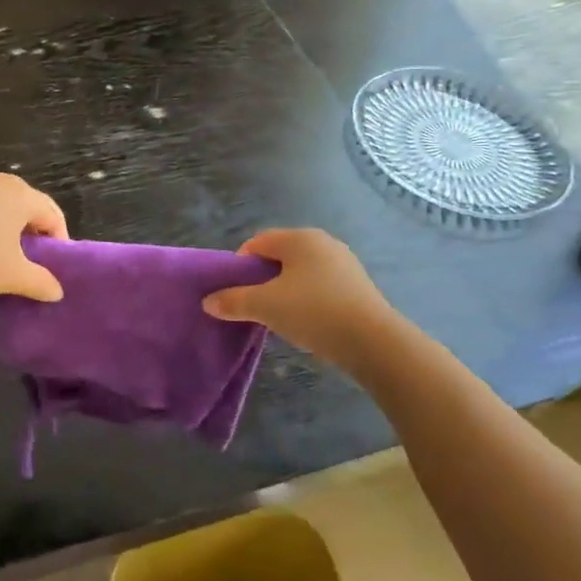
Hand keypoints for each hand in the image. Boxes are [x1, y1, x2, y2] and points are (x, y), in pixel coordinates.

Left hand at [0, 170, 67, 302]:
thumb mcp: (11, 276)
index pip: (53, 214)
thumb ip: (41, 282)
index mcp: (20, 193)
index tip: (53, 269)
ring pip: (3, 204)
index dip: (59, 242)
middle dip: (35, 234)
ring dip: (10, 229)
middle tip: (31, 264)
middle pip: (29, 205)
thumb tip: (57, 292)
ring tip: (3, 257)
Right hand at [203, 229, 395, 363]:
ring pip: (301, 272)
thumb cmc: (313, 312)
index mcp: (299, 238)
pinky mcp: (358, 286)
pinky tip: (307, 323)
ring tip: (280, 318)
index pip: (257, 242)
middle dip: (263, 279)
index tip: (236, 293)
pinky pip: (321, 286)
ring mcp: (344, 263)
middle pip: (280, 256)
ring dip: (285, 291)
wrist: (372, 342)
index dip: (240, 266)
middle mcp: (323, 242)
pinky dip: (307, 299)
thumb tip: (208, 302)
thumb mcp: (265, 306)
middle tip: (255, 306)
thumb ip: (233, 301)